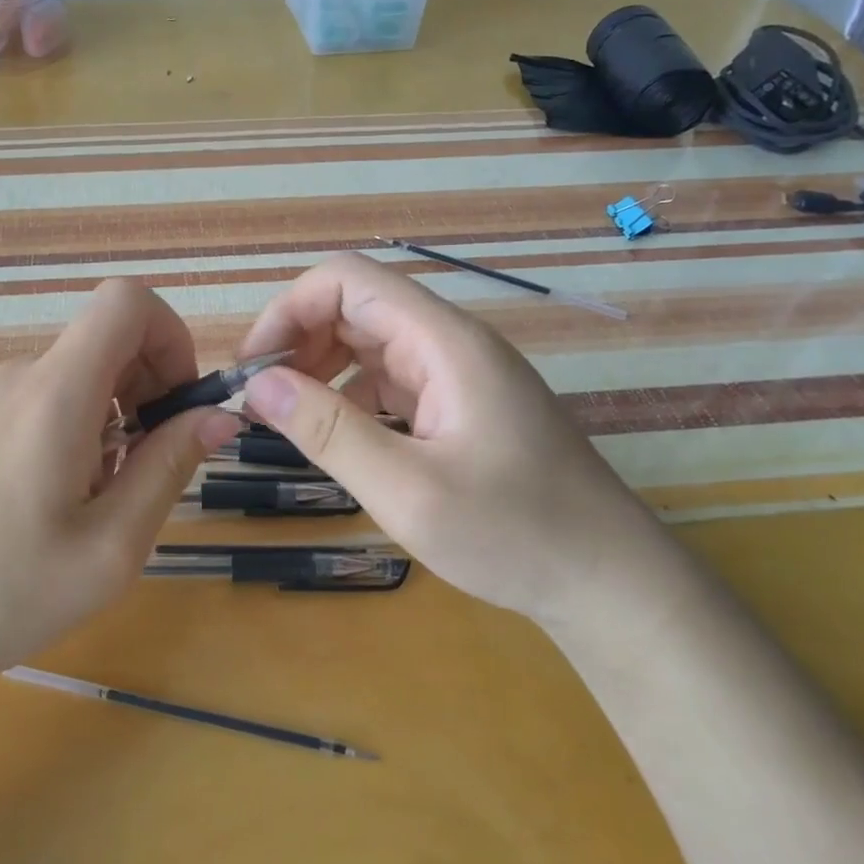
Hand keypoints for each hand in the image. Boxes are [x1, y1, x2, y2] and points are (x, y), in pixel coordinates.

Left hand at [0, 279, 239, 694]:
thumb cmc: (2, 595)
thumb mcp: (110, 547)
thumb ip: (169, 467)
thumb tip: (217, 414)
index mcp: (53, 394)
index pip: (125, 302)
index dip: (170, 337)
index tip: (176, 405)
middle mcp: (14, 377)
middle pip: (102, 341)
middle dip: (144, 389)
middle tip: (142, 470)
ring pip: (70, 378)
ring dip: (106, 420)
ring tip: (90, 500)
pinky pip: (33, 402)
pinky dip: (65, 431)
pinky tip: (44, 503)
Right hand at [237, 253, 669, 623]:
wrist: (609, 582)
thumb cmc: (514, 534)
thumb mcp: (407, 489)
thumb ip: (328, 431)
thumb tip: (258, 385)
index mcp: (444, 342)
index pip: (347, 281)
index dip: (288, 311)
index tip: (253, 368)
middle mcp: (451, 344)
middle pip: (356, 307)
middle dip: (298, 341)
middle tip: (261, 400)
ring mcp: (459, 375)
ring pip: (371, 344)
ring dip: (321, 369)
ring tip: (287, 419)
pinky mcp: (461, 406)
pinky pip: (391, 380)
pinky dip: (351, 397)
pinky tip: (337, 437)